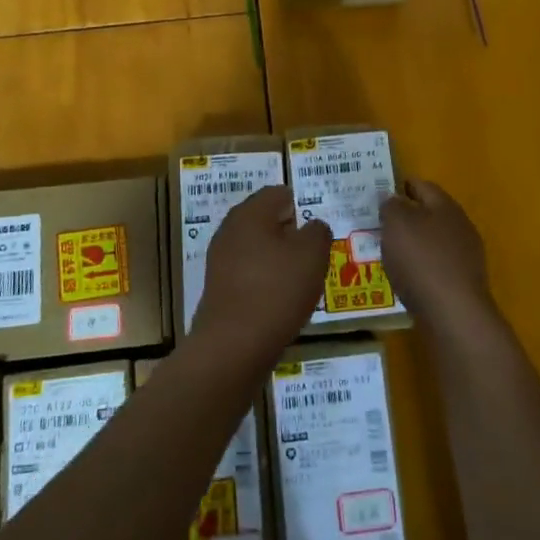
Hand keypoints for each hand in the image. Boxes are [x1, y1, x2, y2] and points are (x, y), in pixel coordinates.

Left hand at [188, 186, 332, 365]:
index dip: (302, 204)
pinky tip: (283, 301)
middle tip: (316, 253)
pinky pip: (250, 275)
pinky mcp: (220, 290)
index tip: (320, 226)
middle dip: (292, 234)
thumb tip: (313, 227)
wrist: (233, 347)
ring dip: (280, 260)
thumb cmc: (277, 290)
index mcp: (250, 213)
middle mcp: (230, 231)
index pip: (279, 193)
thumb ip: (318, 231)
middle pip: (266, 221)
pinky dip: (267, 282)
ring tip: (304, 280)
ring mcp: (221, 261)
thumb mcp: (313, 254)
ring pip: (258, 249)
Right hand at [381, 179, 496, 334]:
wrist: (454, 314)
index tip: (378, 194)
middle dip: (405, 217)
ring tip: (387, 253)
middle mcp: (460, 225)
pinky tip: (405, 277)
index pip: (422, 185)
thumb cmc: (421, 260)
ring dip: (412, 244)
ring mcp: (465, 255)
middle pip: (429, 213)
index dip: (400, 186)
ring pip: (433, 240)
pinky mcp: (463, 282)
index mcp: (445, 205)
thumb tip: (392, 198)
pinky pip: (436, 266)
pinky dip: (420, 267)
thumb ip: (391, 206)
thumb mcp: (396, 224)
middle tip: (378, 225)